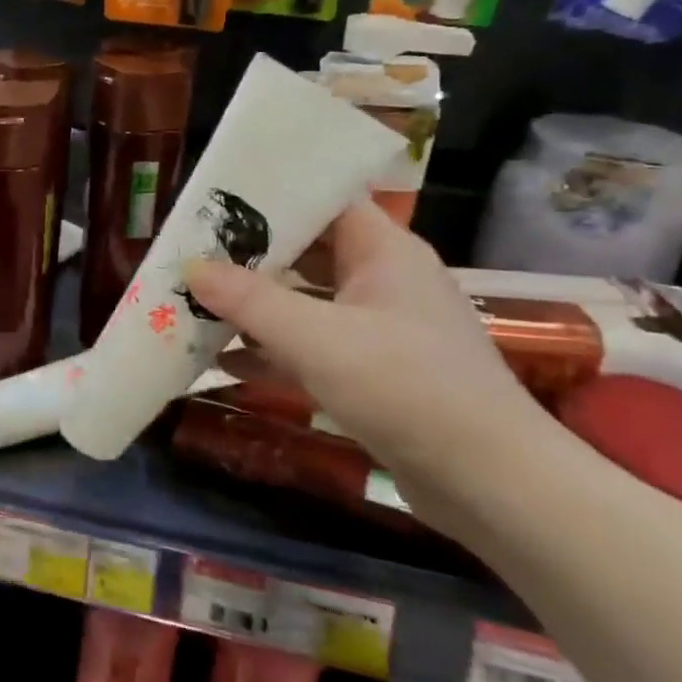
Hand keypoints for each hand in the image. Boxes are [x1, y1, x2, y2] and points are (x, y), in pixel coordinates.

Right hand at [185, 202, 550, 527]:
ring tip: (193, 303)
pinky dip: (270, 349)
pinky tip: (221, 360)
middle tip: (190, 254)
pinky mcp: (371, 372)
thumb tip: (190, 267)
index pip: (323, 201)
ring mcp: (377, 329)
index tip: (214, 203)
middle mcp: (381, 280)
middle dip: (247, 256)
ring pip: (304, 302)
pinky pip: (309, 347)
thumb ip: (249, 300)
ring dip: (253, 306)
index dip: (271, 196)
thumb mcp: (317, 339)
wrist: (491, 485)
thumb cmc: (406, 389)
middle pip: (305, 252)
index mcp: (383, 251)